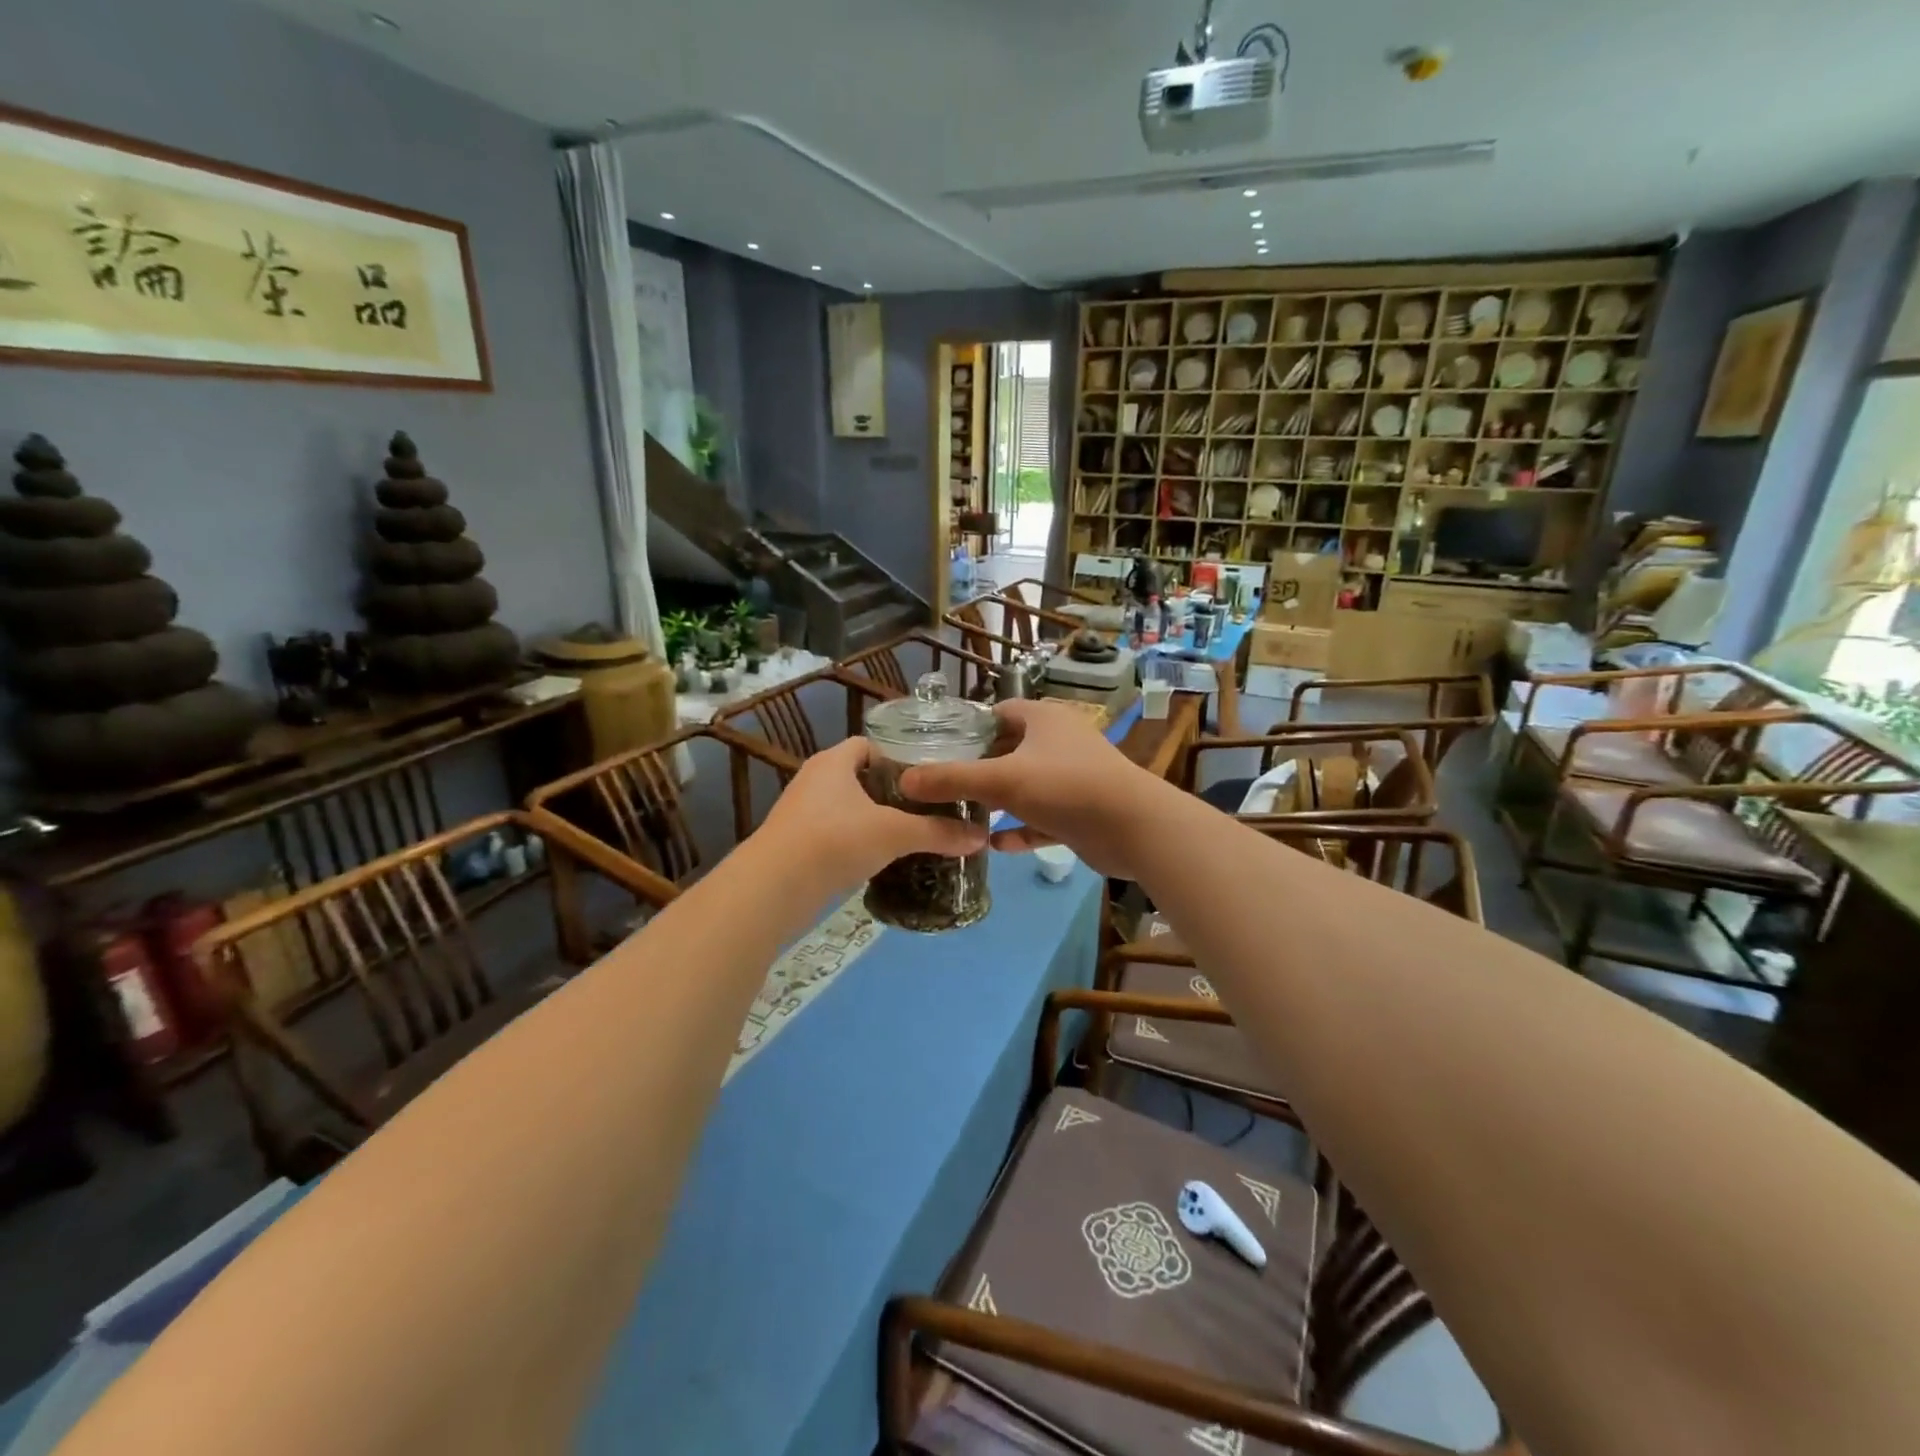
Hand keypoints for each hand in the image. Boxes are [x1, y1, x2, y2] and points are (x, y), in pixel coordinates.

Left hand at [755, 737, 987, 897]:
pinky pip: (834, 834)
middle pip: (860, 778)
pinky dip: (856, 842)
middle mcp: (814, 780)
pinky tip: (880, 859)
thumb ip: (938, 833)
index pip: (870, 745)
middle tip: (927, 808)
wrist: (772, 889)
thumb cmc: (834, 841)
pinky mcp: (795, 844)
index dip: (899, 757)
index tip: (929, 778)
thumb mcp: (895, 833)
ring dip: (874, 819)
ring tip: (910, 834)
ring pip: (847, 808)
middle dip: (892, 792)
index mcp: (834, 762)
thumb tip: (982, 837)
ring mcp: (801, 814)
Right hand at [898, 700, 1167, 878]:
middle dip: (979, 769)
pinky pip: (1041, 818)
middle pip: (1009, 751)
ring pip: (1025, 787)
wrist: (1134, 827)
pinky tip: (995, 845)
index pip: (1000, 712)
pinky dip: (1020, 829)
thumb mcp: (1002, 780)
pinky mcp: (1080, 812)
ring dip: (998, 802)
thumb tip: (904, 780)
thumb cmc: (1065, 787)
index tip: (940, 748)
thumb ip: (952, 779)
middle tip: (942, 787)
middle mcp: (1059, 743)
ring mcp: (1072, 778)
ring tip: (960, 817)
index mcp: (1043, 719)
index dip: (970, 728)